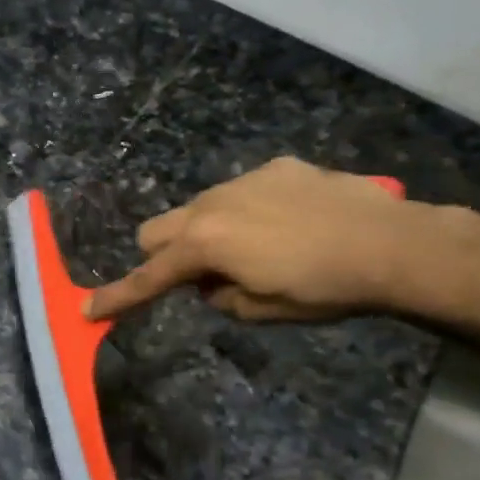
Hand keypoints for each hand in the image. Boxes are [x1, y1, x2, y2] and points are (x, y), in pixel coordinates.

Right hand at [87, 157, 429, 322]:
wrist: (391, 243)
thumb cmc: (321, 288)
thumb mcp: (261, 311)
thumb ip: (219, 297)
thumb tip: (209, 284)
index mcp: (203, 244)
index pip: (149, 276)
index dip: (118, 297)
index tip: (88, 309)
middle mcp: (211, 204)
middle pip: (157, 229)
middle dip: (162, 255)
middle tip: (197, 278)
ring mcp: (244, 180)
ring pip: (198, 207)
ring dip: (205, 233)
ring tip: (254, 250)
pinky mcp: (276, 168)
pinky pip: (241, 192)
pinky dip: (245, 213)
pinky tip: (287, 225)